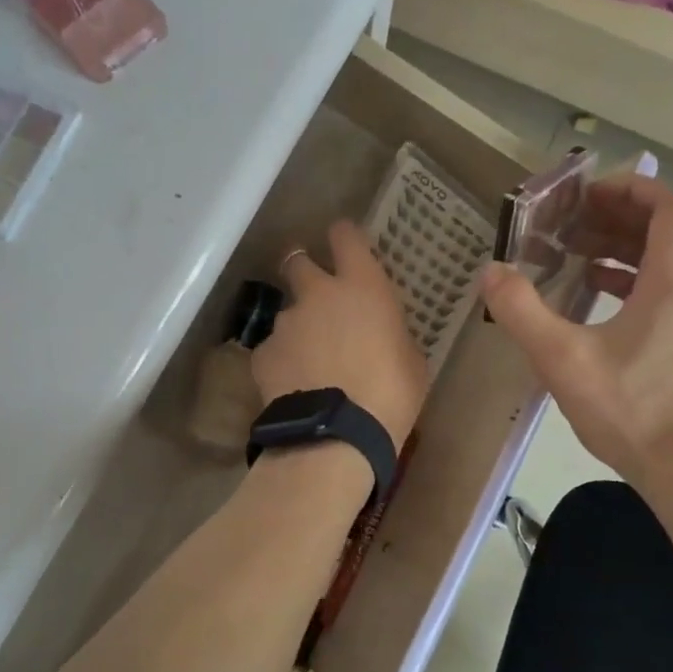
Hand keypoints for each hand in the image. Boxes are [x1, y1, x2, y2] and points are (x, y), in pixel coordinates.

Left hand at [255, 220, 426, 447]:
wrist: (336, 436)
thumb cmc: (390, 395)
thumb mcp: (410, 360)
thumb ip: (391, 334)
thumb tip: (383, 334)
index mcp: (362, 287)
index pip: (345, 237)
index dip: (342, 236)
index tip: (343, 241)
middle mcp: (317, 294)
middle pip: (297, 261)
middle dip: (303, 269)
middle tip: (315, 292)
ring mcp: (285, 323)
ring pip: (287, 313)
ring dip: (297, 327)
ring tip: (309, 361)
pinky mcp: (262, 353)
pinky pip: (273, 350)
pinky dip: (282, 361)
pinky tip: (292, 386)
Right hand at [481, 171, 672, 490]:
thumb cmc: (628, 410)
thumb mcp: (561, 359)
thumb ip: (522, 310)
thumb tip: (491, 272)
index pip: (671, 206)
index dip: (631, 188)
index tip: (587, 195)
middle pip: (666, 230)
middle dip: (615, 217)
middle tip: (568, 223)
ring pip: (667, 260)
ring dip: (621, 248)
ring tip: (574, 254)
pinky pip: (668, 288)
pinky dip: (632, 278)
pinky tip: (596, 295)